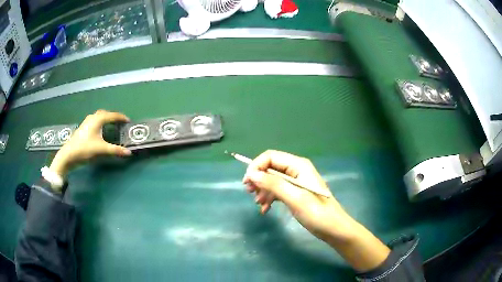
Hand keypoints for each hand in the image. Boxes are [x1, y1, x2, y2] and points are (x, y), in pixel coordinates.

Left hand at [49, 110, 130, 178]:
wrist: (69, 154)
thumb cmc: (85, 149)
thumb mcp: (101, 149)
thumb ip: (115, 150)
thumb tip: (129, 152)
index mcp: (98, 119)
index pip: (112, 115)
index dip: (121, 118)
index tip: (128, 121)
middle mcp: (93, 117)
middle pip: (105, 113)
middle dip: (113, 116)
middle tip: (120, 122)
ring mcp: (87, 122)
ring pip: (99, 116)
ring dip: (106, 118)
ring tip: (111, 124)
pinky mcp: (83, 127)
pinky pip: (95, 120)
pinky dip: (101, 122)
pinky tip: (100, 129)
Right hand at [243, 150, 389, 271]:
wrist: (333, 229)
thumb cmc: (317, 213)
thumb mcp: (294, 198)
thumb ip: (273, 184)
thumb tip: (252, 174)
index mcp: (298, 165)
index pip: (271, 156)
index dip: (256, 166)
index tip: (247, 182)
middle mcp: (296, 170)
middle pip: (270, 167)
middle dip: (258, 179)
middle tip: (249, 192)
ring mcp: (296, 182)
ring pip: (272, 180)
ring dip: (262, 190)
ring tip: (258, 204)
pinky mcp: (295, 193)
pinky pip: (277, 191)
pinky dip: (269, 198)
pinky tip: (265, 209)